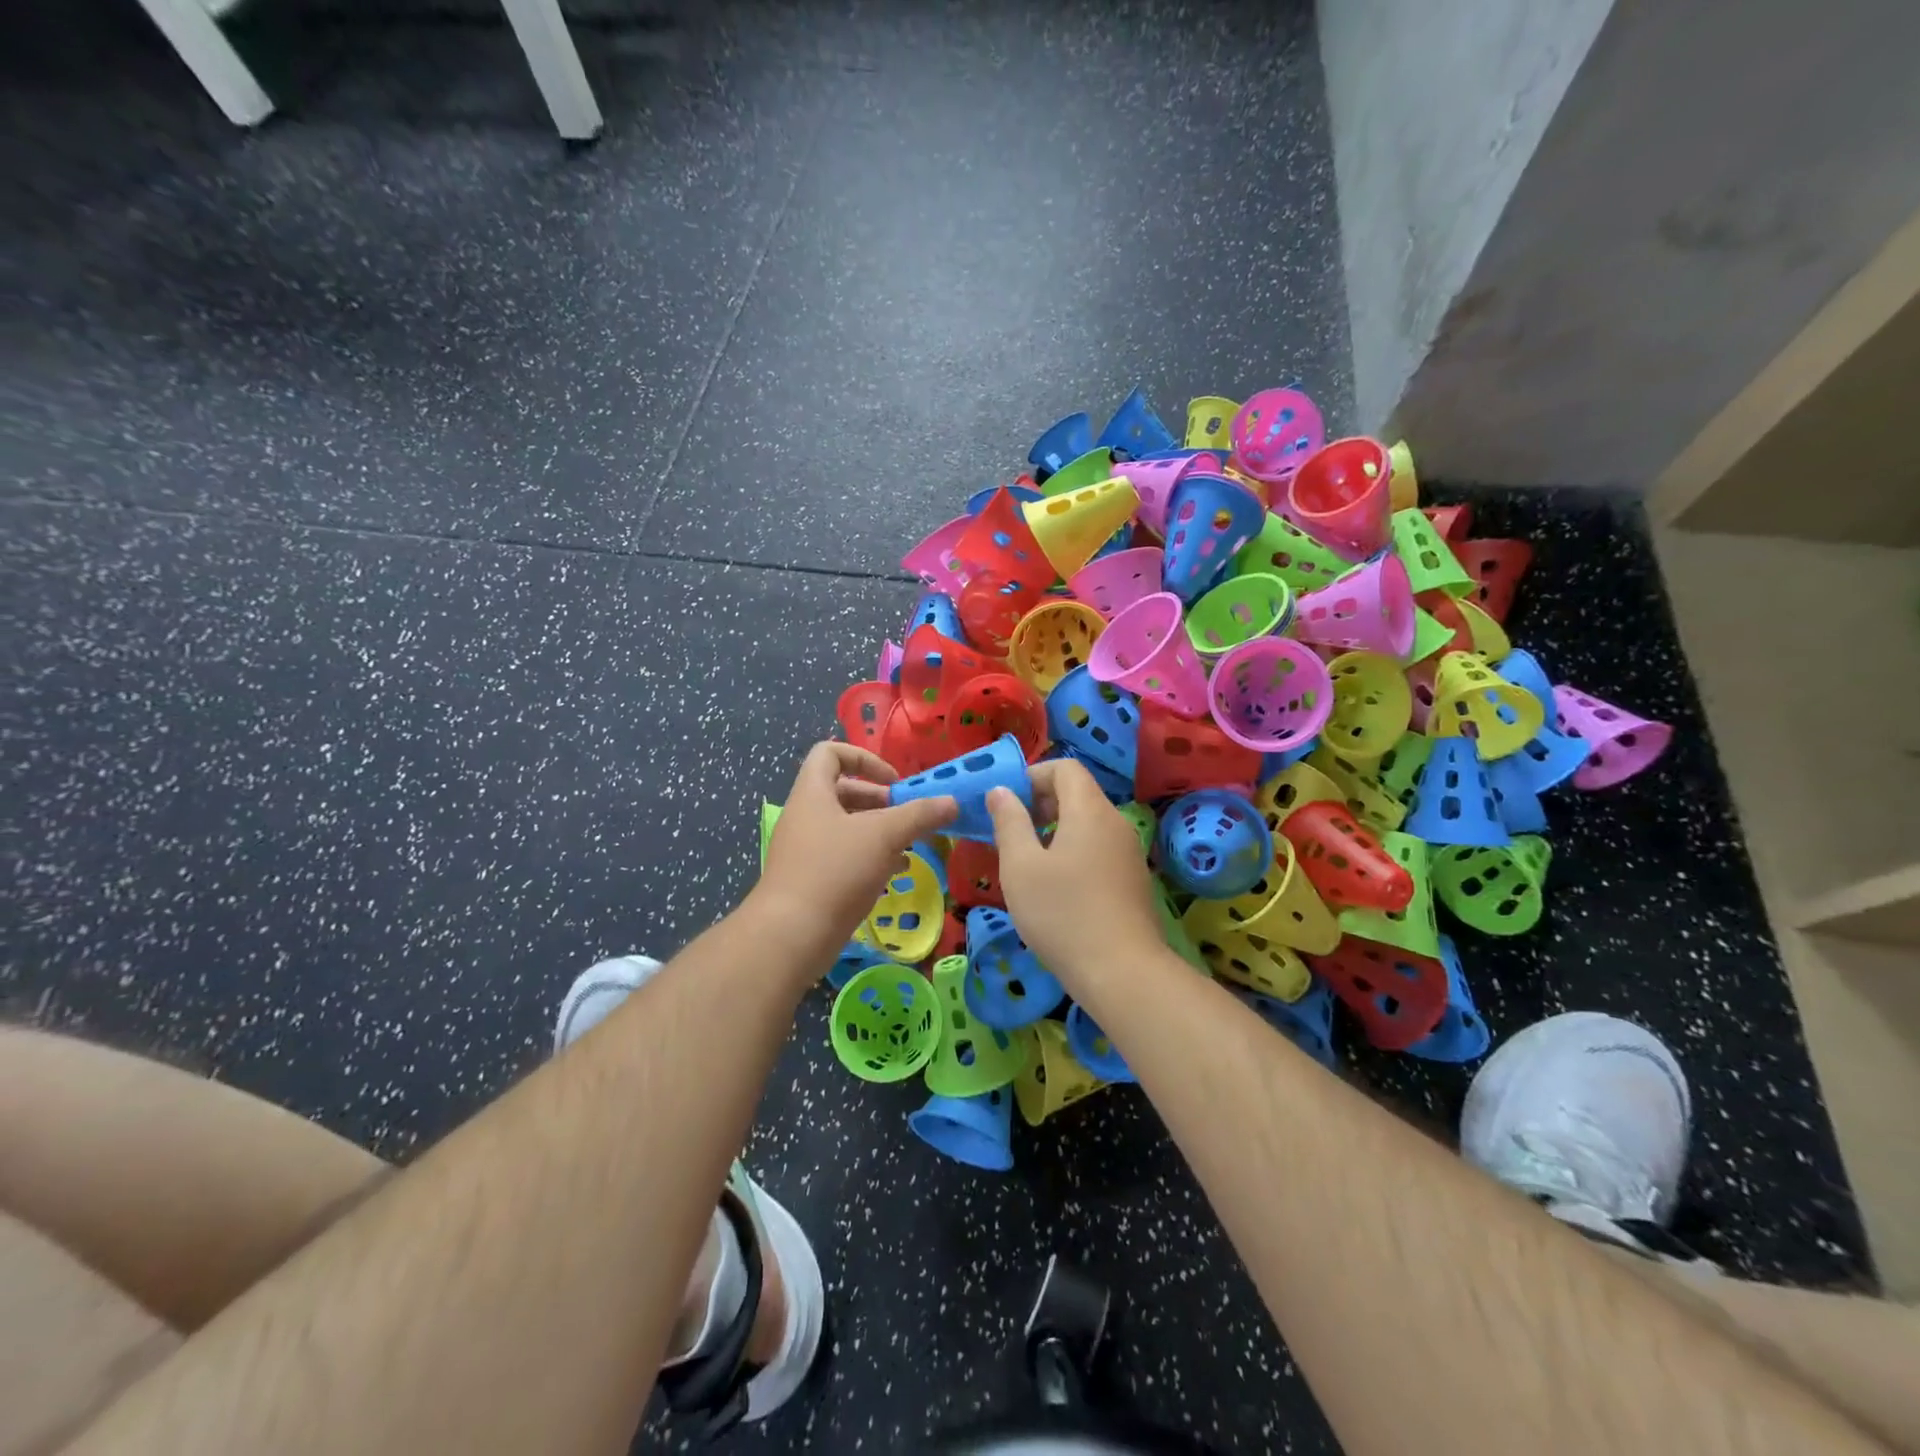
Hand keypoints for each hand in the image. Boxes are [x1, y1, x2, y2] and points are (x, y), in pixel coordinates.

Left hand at [752, 742, 956, 965]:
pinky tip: (895, 872)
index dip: (864, 758)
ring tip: (909, 845)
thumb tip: (952, 801)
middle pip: (843, 790)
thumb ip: (920, 815)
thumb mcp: (884, 836)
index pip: (830, 753)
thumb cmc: (835, 871)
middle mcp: (805, 815)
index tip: (894, 782)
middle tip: (908, 816)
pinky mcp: (811, 879)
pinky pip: (843, 855)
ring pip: (847, 826)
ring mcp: (806, 849)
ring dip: (879, 830)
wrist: (790, 935)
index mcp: (813, 793)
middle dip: (880, 800)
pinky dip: (870, 856)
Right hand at [985, 759, 1161, 988]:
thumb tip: (1000, 791)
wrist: (1122, 973)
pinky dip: (1074, 852)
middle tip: (1011, 833)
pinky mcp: (1134, 880)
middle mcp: (1116, 823)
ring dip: (1056, 831)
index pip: (1065, 767)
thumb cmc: (1063, 913)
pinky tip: (1057, 889)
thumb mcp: (1021, 866)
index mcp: (1090, 810)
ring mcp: (1129, 853)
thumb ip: (1009, 822)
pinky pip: (1099, 849)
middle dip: (1041, 803)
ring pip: (1088, 824)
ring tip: (1028, 863)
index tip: (1007, 804)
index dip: (1033, 776)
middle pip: (1078, 794)